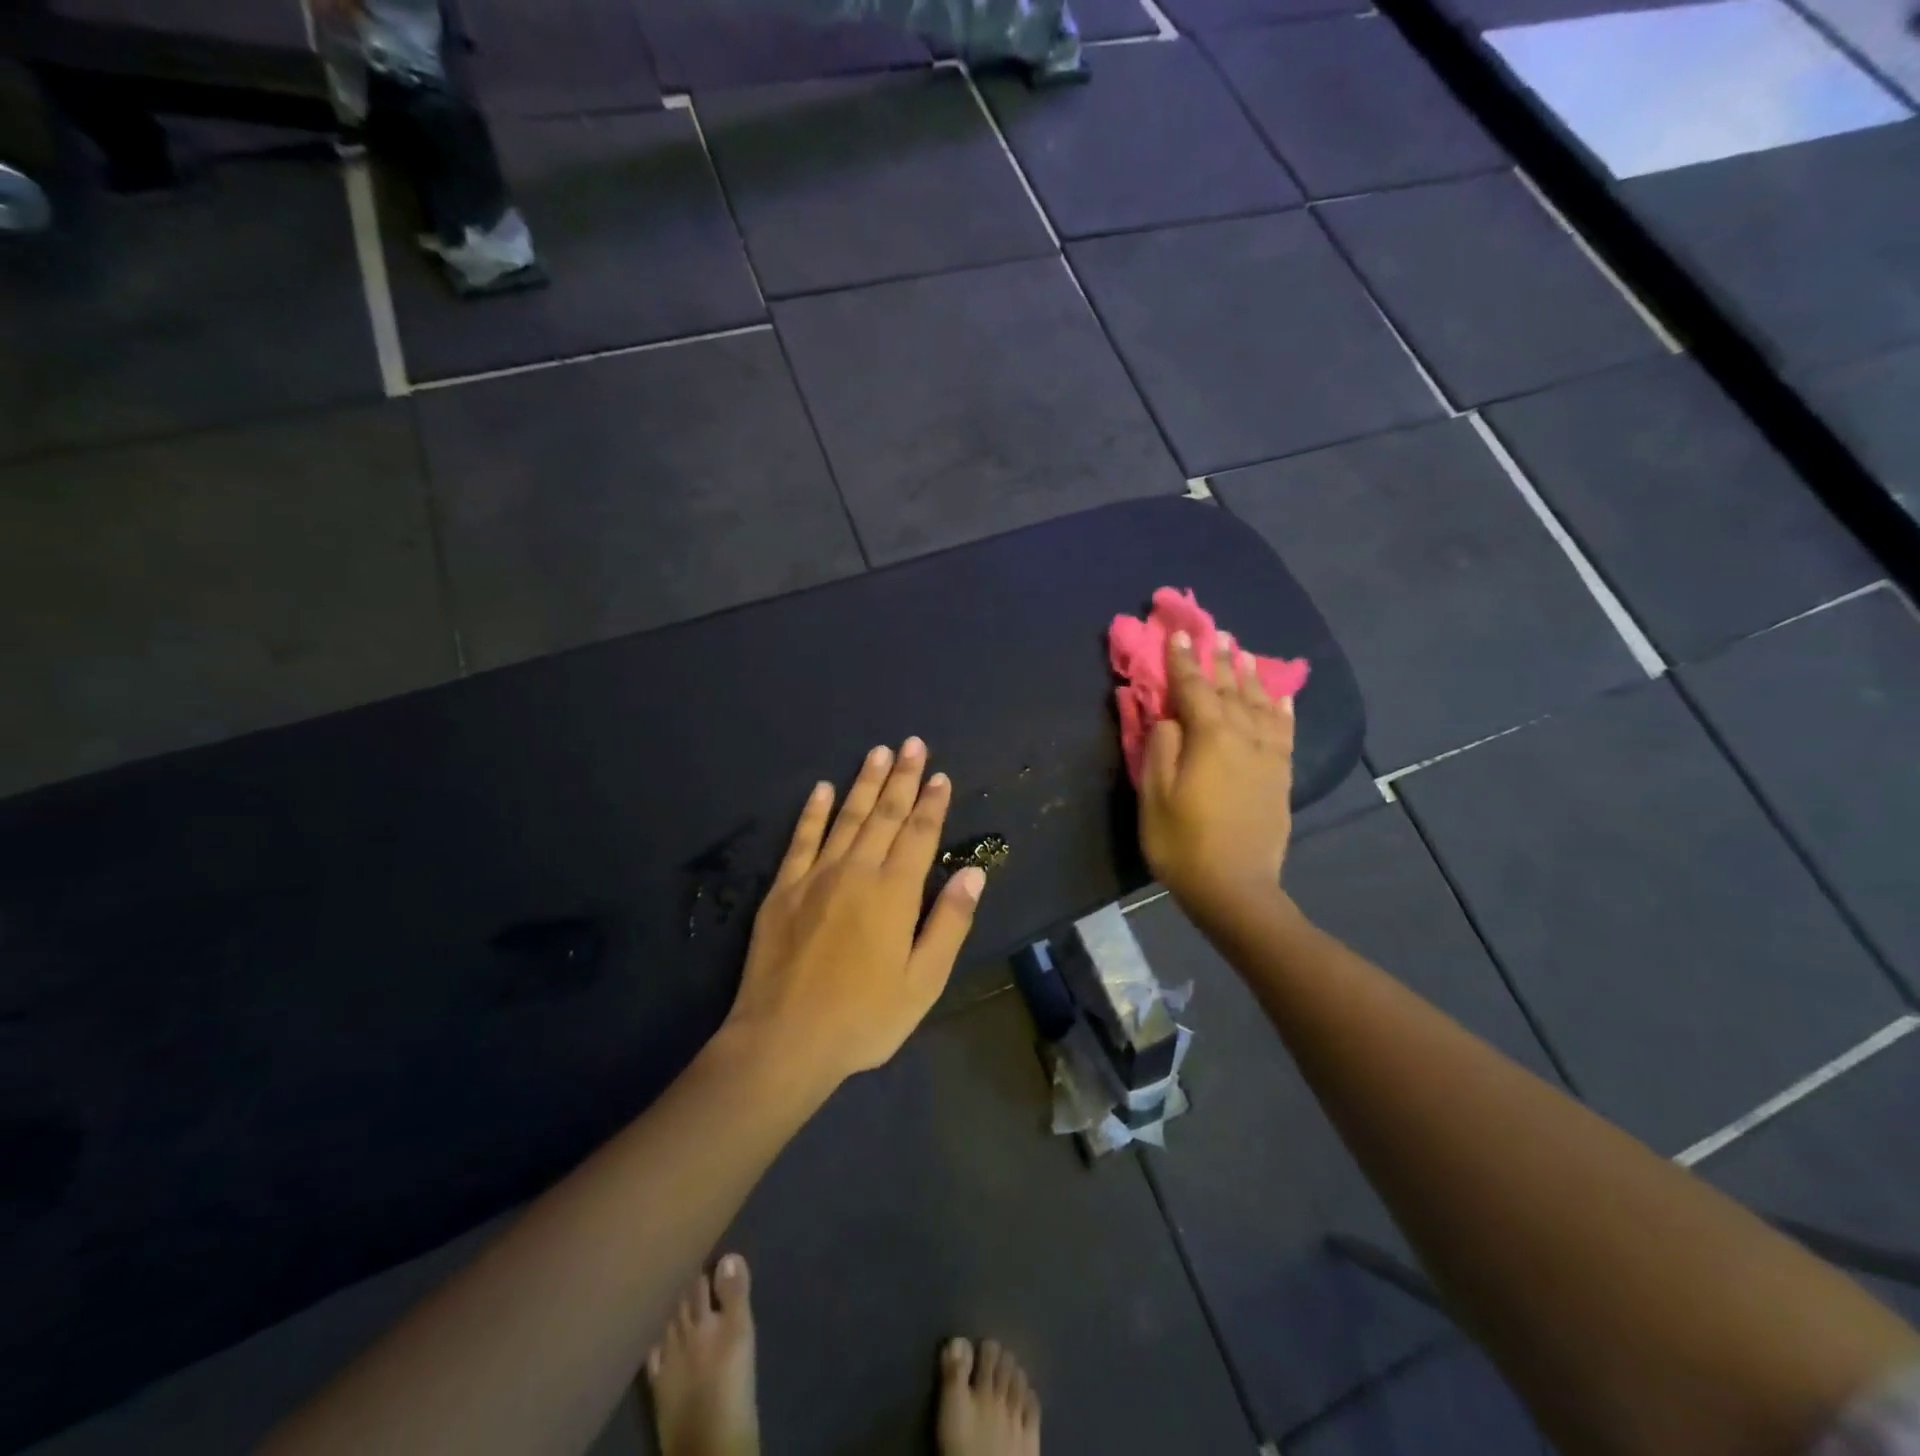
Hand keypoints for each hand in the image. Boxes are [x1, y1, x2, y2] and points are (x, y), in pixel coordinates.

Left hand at [725, 739, 985, 1086]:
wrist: (784, 1040)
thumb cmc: (864, 1018)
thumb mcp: (923, 981)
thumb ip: (949, 922)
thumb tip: (974, 872)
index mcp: (894, 893)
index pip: (919, 834)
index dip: (931, 803)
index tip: (940, 775)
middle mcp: (856, 872)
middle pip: (884, 815)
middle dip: (902, 777)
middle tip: (912, 743)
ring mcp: (815, 876)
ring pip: (846, 818)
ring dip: (864, 783)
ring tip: (878, 752)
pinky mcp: (782, 890)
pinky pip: (801, 839)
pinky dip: (812, 811)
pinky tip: (822, 789)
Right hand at [1138, 629, 1295, 919]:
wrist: (1234, 888)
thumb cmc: (1182, 842)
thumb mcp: (1154, 795)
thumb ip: (1161, 747)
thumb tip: (1169, 716)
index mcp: (1209, 737)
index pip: (1193, 688)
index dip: (1182, 661)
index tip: (1177, 634)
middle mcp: (1244, 736)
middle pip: (1231, 689)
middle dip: (1220, 659)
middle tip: (1215, 632)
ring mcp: (1268, 755)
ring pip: (1260, 704)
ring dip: (1250, 675)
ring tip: (1243, 652)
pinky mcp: (1281, 775)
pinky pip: (1284, 730)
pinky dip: (1281, 708)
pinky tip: (1280, 695)